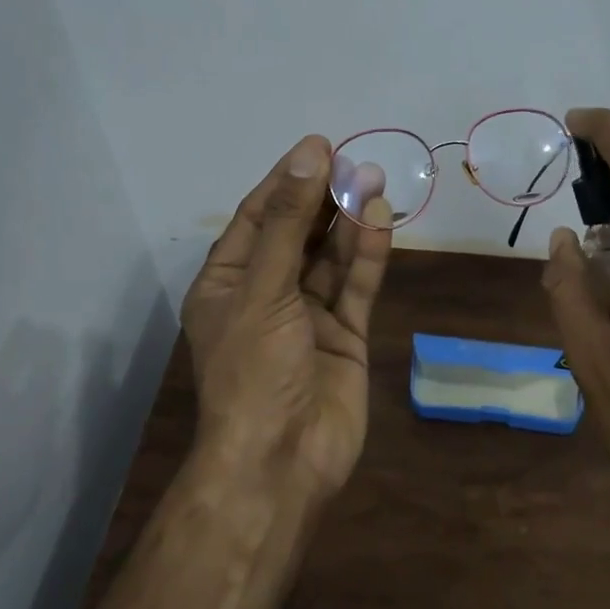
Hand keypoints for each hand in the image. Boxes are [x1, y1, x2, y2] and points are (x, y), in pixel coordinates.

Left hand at [181, 135, 392, 494]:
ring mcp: (307, 316)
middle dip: (323, 199)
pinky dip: (368, 256)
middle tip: (355, 163)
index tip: (319, 148)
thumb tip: (308, 156)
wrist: (281, 460)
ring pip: (331, 258)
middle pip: (299, 234)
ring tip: (374, 182)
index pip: (259, 218)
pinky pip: (355, 287)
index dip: (287, 181)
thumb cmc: (253, 371)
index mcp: (228, 283)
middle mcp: (267, 294)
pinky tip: (381, 221)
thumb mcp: (263, 289)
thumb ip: (290, 224)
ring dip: (350, 222)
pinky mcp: (344, 336)